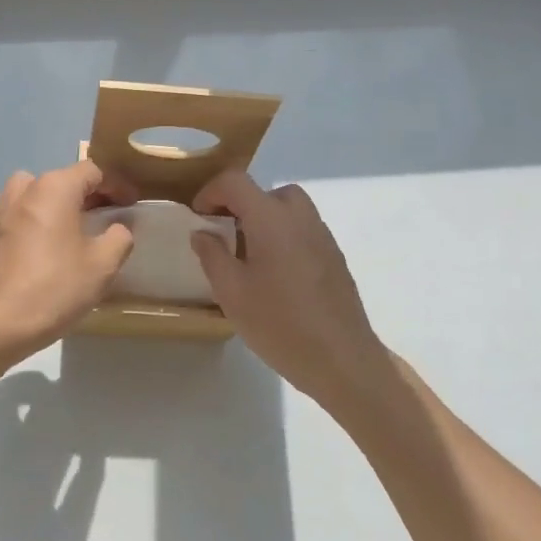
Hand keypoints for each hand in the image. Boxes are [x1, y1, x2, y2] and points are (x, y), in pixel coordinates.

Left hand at [0, 161, 136, 358]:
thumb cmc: (56, 287)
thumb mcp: (103, 265)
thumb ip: (119, 237)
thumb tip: (118, 227)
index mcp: (55, 188)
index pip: (92, 172)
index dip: (115, 186)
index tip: (130, 204)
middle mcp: (24, 189)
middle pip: (61, 180)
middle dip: (85, 195)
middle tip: (103, 218)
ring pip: (30, 191)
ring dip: (50, 202)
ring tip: (65, 226)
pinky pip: (8, 212)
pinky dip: (24, 217)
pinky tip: (32, 239)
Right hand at [191, 170, 394, 410]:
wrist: (341, 359)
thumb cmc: (279, 324)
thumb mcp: (231, 292)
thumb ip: (212, 255)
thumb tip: (202, 233)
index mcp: (271, 219)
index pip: (235, 181)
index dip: (210, 192)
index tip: (198, 218)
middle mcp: (300, 217)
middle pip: (266, 191)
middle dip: (240, 205)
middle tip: (224, 235)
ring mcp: (322, 236)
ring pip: (288, 209)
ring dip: (263, 220)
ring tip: (248, 256)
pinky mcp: (334, 256)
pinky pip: (303, 230)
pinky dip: (283, 236)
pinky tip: (275, 275)